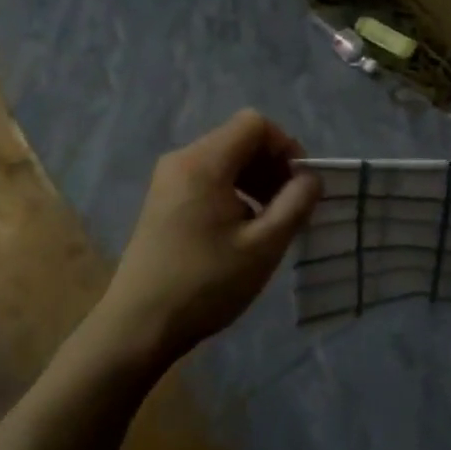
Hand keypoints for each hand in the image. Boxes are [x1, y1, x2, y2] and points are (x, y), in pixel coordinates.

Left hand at [101, 110, 321, 366]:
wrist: (139, 325)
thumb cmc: (205, 284)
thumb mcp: (263, 246)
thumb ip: (295, 204)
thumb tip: (311, 177)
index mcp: (204, 162)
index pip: (255, 124)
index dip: (285, 146)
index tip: (300, 185)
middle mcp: (182, 159)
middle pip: (239, 139)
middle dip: (272, 165)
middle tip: (290, 206)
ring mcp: (168, 179)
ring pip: (224, 159)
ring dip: (254, 180)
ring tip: (269, 220)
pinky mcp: (163, 200)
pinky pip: (207, 177)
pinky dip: (233, 191)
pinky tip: (240, 229)